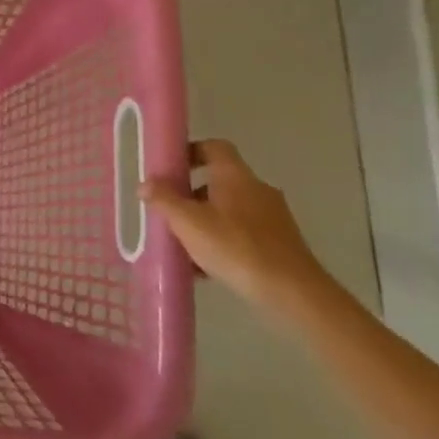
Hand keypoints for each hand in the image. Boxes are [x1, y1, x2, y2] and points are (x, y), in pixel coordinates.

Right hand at [143, 139, 332, 310]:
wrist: (292, 292)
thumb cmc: (235, 247)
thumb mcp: (188, 223)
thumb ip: (164, 200)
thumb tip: (146, 184)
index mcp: (235, 176)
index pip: (214, 147)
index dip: (191, 151)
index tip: (170, 168)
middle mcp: (257, 189)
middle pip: (218, 181)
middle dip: (190, 195)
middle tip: (169, 213)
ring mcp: (272, 216)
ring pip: (229, 210)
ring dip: (204, 222)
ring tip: (183, 247)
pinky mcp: (280, 243)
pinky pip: (242, 233)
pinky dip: (222, 242)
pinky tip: (206, 268)